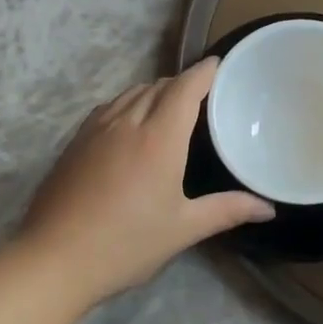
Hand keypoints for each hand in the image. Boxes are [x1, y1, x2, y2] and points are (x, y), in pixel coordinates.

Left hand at [20, 58, 272, 302]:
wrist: (53, 259)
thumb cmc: (126, 243)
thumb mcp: (183, 229)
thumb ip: (227, 210)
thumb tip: (268, 208)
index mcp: (158, 138)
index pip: (185, 88)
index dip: (204, 72)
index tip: (219, 65)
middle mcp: (127, 122)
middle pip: (158, 86)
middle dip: (182, 83)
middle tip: (203, 95)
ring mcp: (96, 129)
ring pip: (131, 93)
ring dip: (154, 91)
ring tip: (169, 107)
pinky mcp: (75, 142)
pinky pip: (109, 107)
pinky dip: (129, 103)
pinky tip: (130, 124)